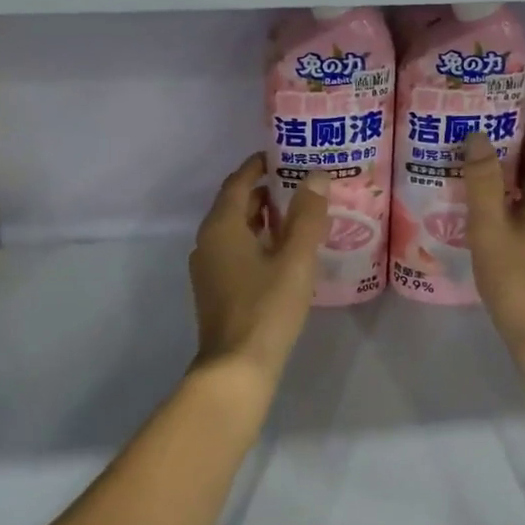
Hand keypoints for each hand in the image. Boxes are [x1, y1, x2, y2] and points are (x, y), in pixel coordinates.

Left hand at [188, 154, 329, 384]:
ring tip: (296, 214)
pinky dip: (256, 240)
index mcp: (222, 226)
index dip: (258, 166)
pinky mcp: (215, 290)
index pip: (238, 182)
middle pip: (235, 204)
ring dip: (261, 218)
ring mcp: (208, 268)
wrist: (236, 369)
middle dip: (264, 191)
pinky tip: (282, 252)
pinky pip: (235, 251)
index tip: (282, 156)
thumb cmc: (266, 307)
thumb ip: (307, 215)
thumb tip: (316, 175)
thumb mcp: (295, 258)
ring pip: (235, 230)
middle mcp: (208, 241)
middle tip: (299, 184)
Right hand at [462, 128, 524, 357]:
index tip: (489, 130)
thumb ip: (483, 178)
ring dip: (523, 188)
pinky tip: (509, 226)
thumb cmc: (516, 277)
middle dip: (516, 162)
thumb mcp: (488, 226)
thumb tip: (479, 136)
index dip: (516, 136)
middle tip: (480, 160)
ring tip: (489, 191)